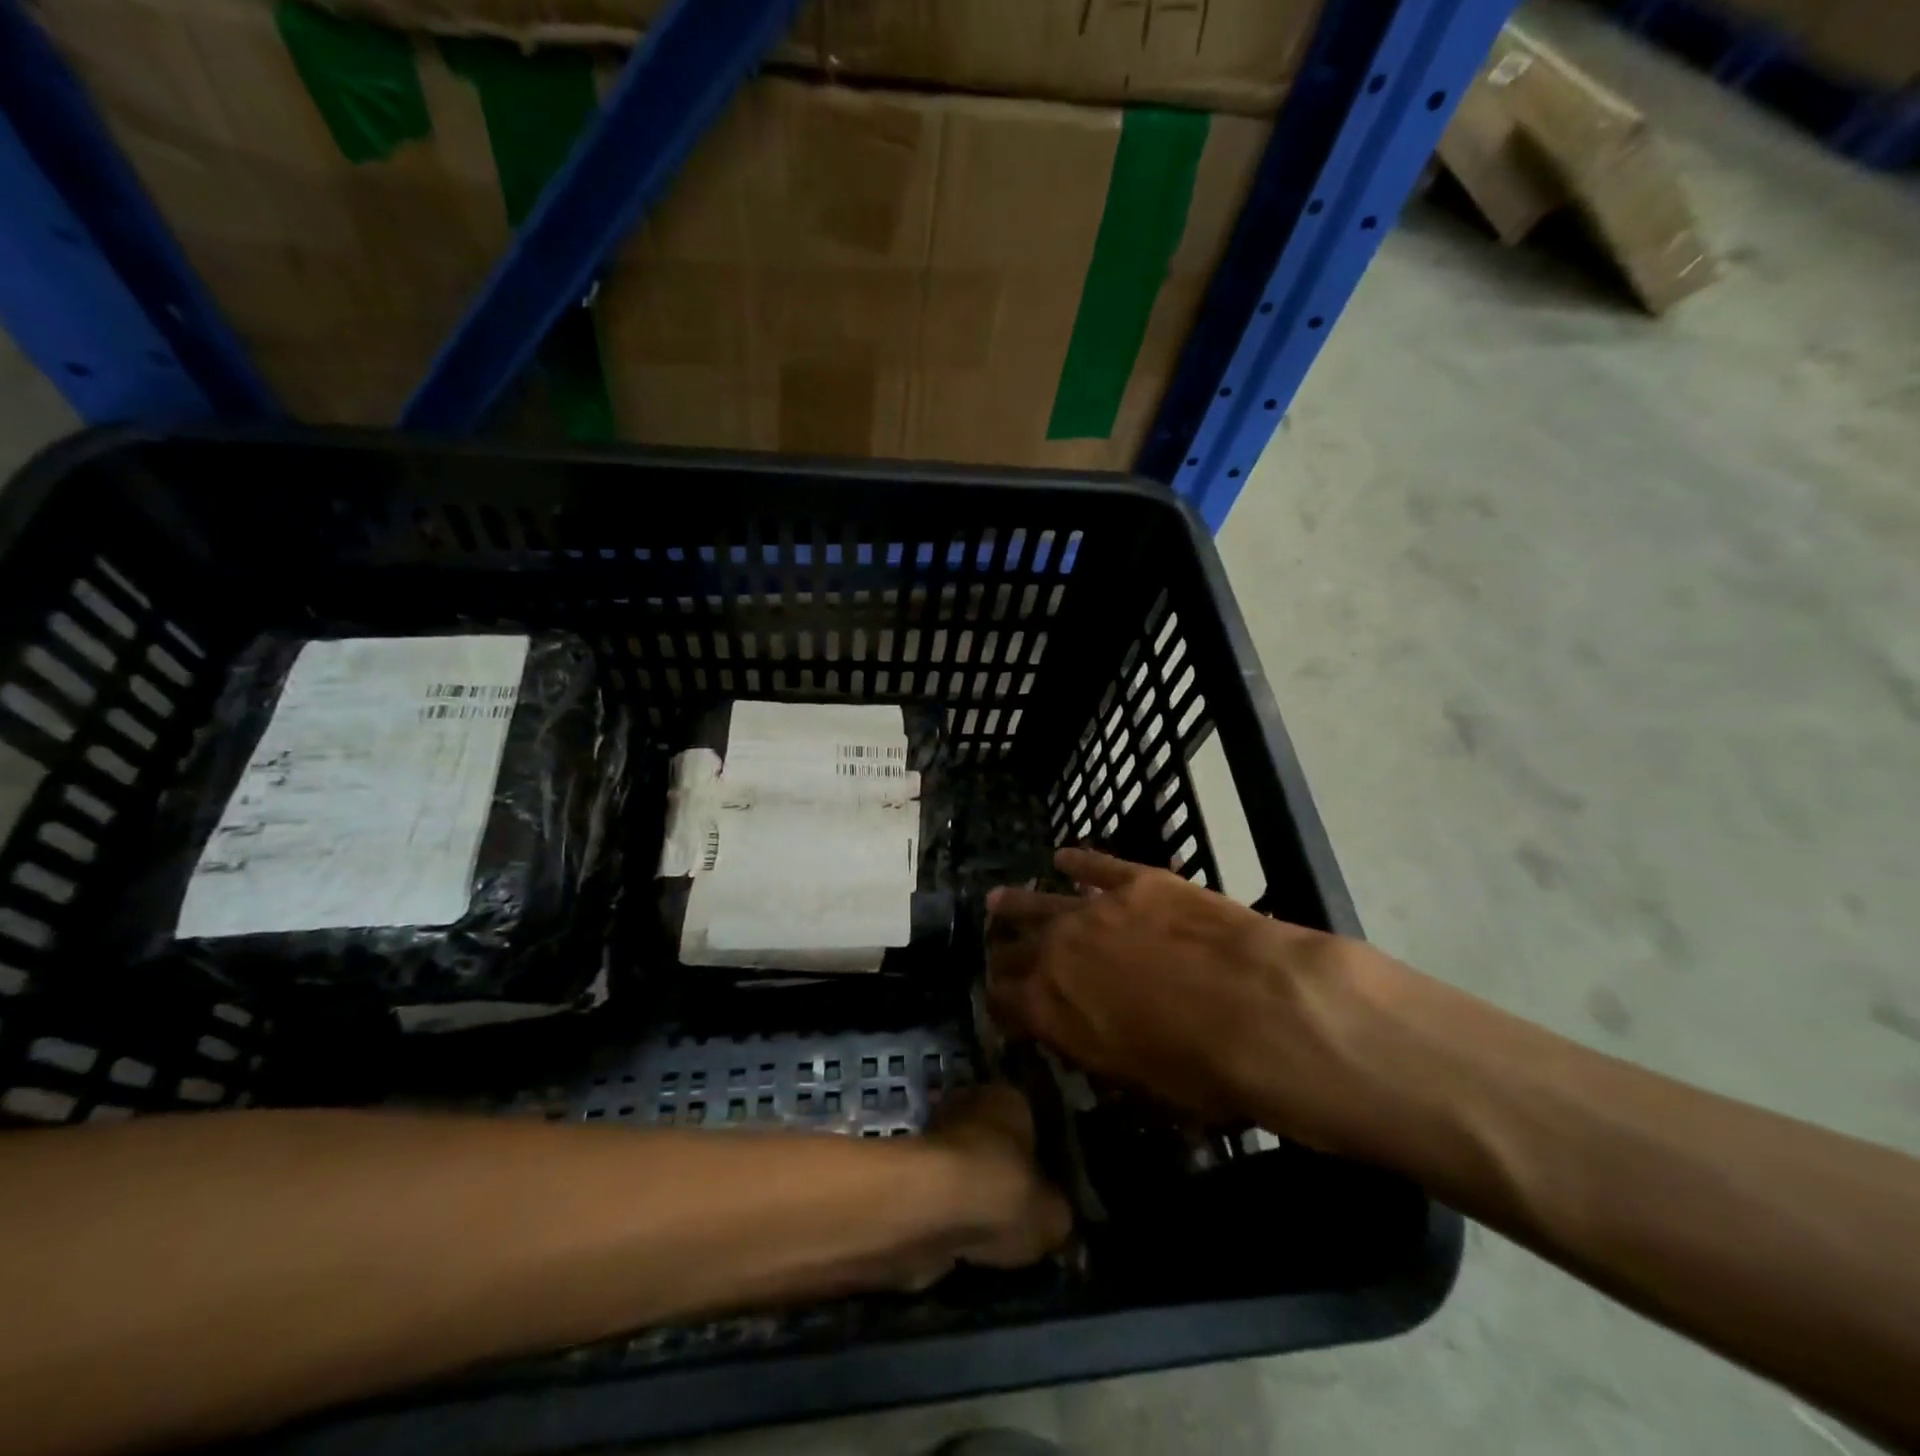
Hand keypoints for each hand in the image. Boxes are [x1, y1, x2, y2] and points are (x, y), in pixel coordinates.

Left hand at [922, 1083, 1072, 1270]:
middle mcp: (971, 1104)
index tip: (1044, 1189)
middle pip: (992, 1140)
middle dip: (1000, 1170)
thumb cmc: (1001, 1191)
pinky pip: (939, 1192)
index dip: (1038, 1156)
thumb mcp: (1051, 1215)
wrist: (929, 1206)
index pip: (1031, 1121)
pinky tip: (960, 1239)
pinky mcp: (909, 1170)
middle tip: (1016, 1212)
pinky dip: (947, 1213)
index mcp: (1010, 1098)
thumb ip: (1056, 1213)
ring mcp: (935, 1134)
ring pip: (963, 1165)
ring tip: (988, 1234)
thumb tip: (1054, 1218)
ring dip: (971, 1192)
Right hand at [986, 848, 1399, 1153]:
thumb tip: (1082, 1036)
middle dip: (1003, 954)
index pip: (1004, 1001)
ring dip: (1017, 903)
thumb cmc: (1204, 1070)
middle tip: (999, 953)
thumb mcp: (1137, 1082)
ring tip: (998, 900)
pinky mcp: (1136, 880)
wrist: (1261, 1009)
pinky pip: (1095, 865)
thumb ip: (1096, 1051)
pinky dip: (1077, 862)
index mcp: (1052, 1008)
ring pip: (1039, 900)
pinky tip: (1063, 857)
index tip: (1002, 1003)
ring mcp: (1095, 908)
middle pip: (1015, 948)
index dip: (999, 1003)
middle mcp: (1058, 951)